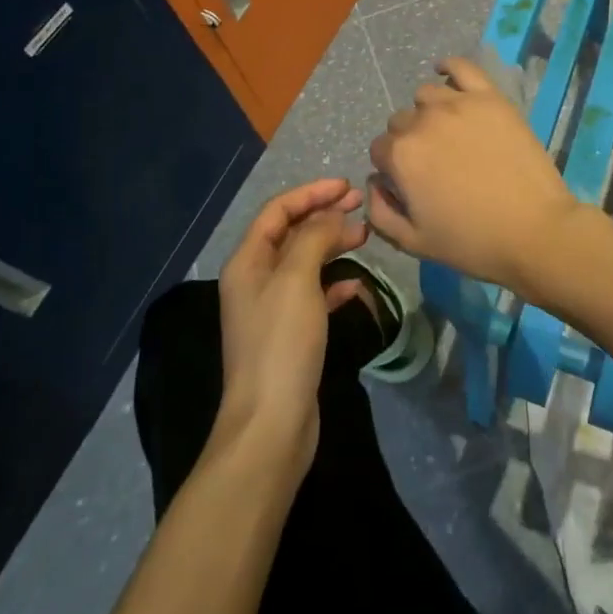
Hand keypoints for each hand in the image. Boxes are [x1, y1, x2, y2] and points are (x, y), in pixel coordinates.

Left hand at [216, 178, 368, 474]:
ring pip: (305, 262)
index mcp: (248, 262)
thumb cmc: (281, 344)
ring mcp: (272, 310)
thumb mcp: (297, 280)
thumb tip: (333, 214)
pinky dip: (333, 283)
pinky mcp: (290, 335)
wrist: (270, 426)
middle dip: (324, 215)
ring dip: (332, 245)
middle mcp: (255, 280)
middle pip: (291, 233)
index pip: (278, 210)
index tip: (348, 187)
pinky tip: (355, 285)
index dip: (312, 193)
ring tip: (364, 238)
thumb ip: (315, 237)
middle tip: (361, 206)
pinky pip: (313, 295)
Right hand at [366, 55, 586, 293]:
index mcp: (400, 156)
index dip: (393, 168)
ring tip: (449, 132)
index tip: (411, 183)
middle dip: (410, 141)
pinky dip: (449, 67)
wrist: (534, 231)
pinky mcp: (490, 97)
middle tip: (435, 163)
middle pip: (401, 122)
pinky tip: (447, 75)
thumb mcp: (413, 242)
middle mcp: (422, 122)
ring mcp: (458, 103)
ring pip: (427, 95)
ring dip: (428, 111)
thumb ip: (380, 212)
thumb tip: (374, 183)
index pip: (381, 150)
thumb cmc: (472, 242)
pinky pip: (461, 66)